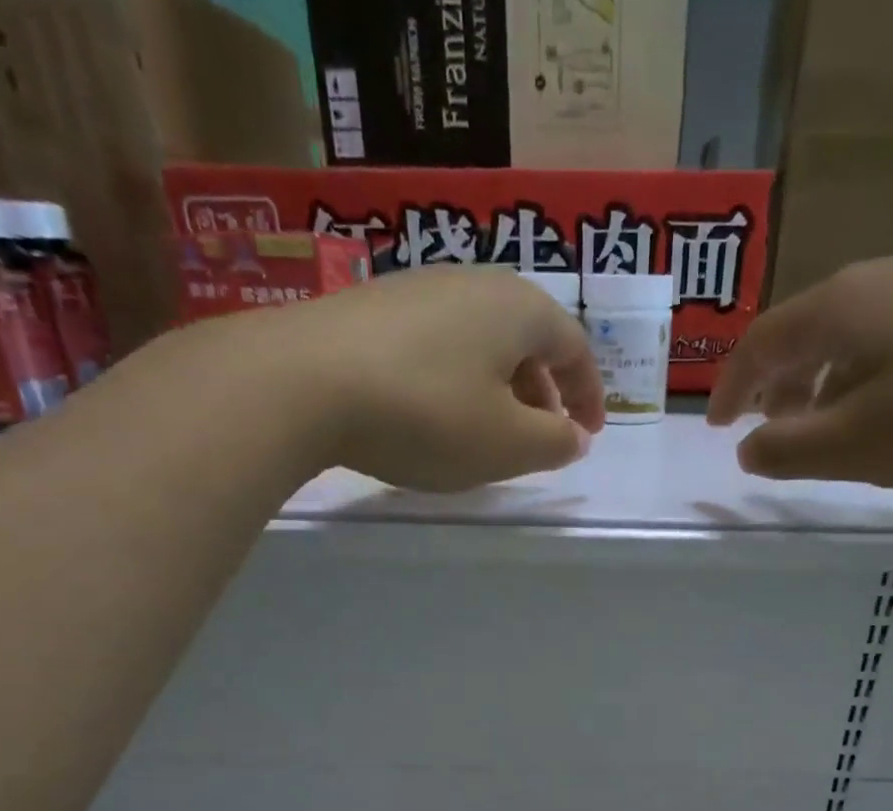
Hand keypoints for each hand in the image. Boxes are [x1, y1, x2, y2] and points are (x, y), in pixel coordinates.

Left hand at [256, 266, 605, 491]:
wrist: (303, 382)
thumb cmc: (427, 414)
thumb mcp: (506, 444)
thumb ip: (554, 444)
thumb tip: (574, 437)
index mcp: (518, 309)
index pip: (574, 347)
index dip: (589, 395)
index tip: (589, 433)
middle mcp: (473, 283)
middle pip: (527, 338)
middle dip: (543, 392)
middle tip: (542, 437)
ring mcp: (418, 288)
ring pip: (481, 341)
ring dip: (499, 387)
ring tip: (489, 431)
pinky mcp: (373, 307)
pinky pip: (439, 345)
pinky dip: (456, 380)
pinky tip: (435, 413)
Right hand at [709, 248, 892, 487]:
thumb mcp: (857, 445)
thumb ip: (787, 449)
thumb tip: (746, 446)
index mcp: (839, 308)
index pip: (759, 344)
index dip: (729, 390)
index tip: (717, 430)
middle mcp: (884, 277)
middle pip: (807, 330)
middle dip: (777, 385)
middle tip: (770, 430)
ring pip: (858, 330)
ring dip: (827, 379)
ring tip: (831, 424)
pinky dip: (876, 368)